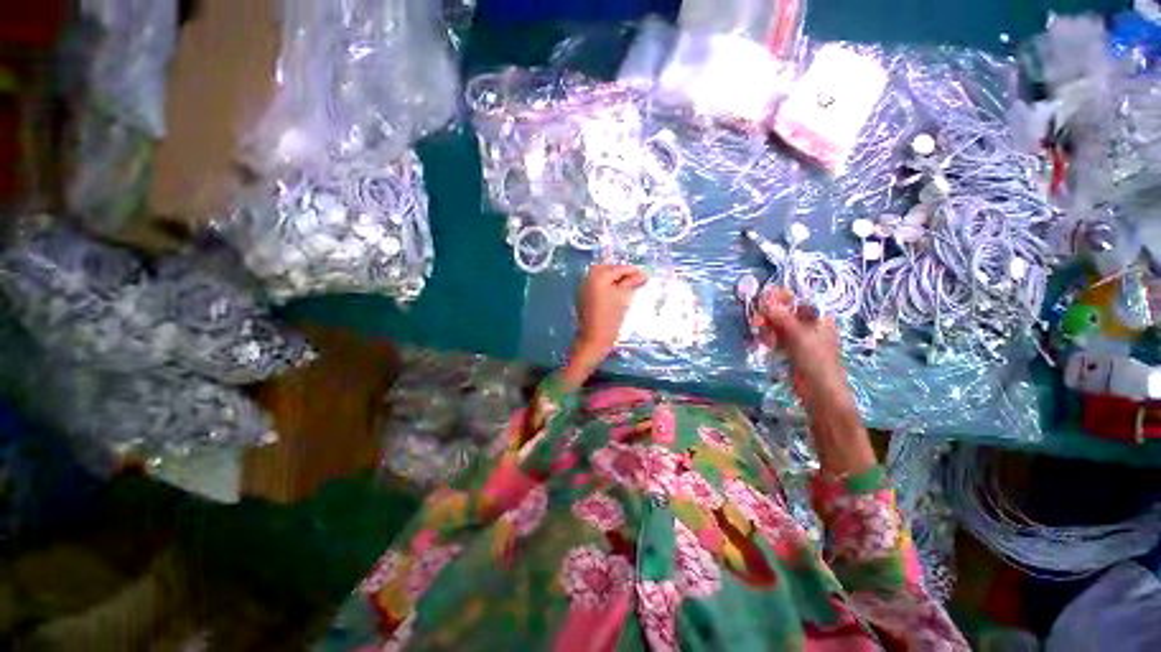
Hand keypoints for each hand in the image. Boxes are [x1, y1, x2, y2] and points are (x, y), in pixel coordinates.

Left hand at [563, 264, 647, 386]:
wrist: (594, 338)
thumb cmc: (610, 318)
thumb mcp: (623, 298)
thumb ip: (631, 283)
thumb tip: (642, 274)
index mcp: (598, 277)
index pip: (618, 269)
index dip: (632, 271)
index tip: (645, 273)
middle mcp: (588, 278)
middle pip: (607, 269)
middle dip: (621, 272)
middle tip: (636, 278)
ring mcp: (583, 287)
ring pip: (600, 276)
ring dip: (613, 278)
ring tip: (628, 284)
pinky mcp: (582, 296)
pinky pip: (595, 284)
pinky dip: (606, 284)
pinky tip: (615, 291)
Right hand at [753, 287, 850, 413]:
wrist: (819, 392)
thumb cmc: (816, 360)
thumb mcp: (799, 335)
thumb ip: (781, 316)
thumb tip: (765, 298)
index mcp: (818, 317)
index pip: (796, 300)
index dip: (779, 298)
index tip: (762, 300)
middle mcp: (809, 324)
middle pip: (784, 312)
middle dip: (769, 315)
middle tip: (756, 321)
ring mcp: (799, 338)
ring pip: (777, 325)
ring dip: (766, 327)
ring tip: (761, 336)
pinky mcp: (789, 350)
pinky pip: (775, 338)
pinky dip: (767, 338)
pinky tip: (762, 343)